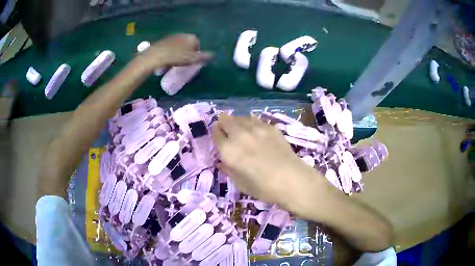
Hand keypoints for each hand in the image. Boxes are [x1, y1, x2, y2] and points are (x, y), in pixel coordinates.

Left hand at [138, 33, 212, 69]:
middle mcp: (184, 34)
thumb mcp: (192, 59)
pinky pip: (170, 46)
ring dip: (178, 52)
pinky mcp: (164, 40)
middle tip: (182, 63)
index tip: (191, 62)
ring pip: (179, 45)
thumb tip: (213, 55)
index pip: (197, 45)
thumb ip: (203, 57)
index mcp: (192, 38)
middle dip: (186, 53)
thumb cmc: (176, 57)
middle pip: (188, 44)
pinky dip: (170, 52)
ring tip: (174, 62)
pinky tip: (167, 60)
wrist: (157, 55)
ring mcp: (173, 36)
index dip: (195, 54)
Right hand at [211, 116, 324, 210]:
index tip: (218, 137)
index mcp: (228, 151)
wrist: (292, 180)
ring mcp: (256, 128)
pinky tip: (256, 132)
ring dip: (236, 122)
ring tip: (241, 130)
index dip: (215, 134)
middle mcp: (239, 135)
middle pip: (225, 120)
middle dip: (223, 124)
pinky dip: (251, 123)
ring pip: (240, 117)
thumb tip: (221, 161)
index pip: (215, 133)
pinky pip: (255, 120)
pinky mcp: (270, 127)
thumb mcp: (240, 184)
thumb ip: (228, 170)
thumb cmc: (264, 188)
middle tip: (227, 131)